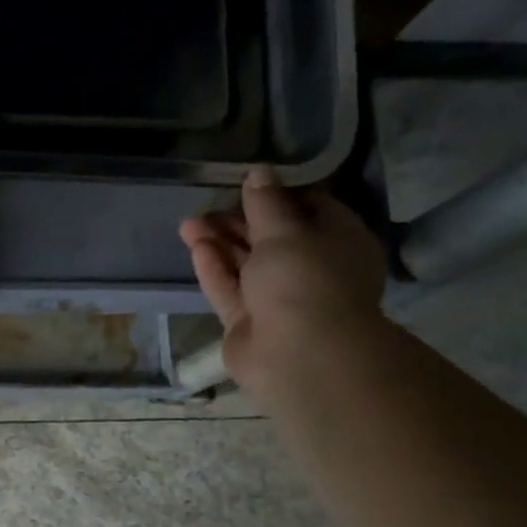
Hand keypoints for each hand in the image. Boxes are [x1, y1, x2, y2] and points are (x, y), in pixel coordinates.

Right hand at [178, 167, 386, 397]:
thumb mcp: (285, 230)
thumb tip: (259, 172)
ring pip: (246, 264)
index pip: (310, 209)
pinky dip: (215, 269)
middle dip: (237, 222)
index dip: (277, 196)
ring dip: (219, 244)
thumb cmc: (304, 280)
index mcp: (338, 242)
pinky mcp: (250, 323)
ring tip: (187, 225)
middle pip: (271, 239)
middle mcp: (311, 269)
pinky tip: (196, 248)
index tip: (246, 186)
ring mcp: (279, 299)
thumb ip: (266, 202)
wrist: (299, 354)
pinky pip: (231, 290)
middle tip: (206, 207)